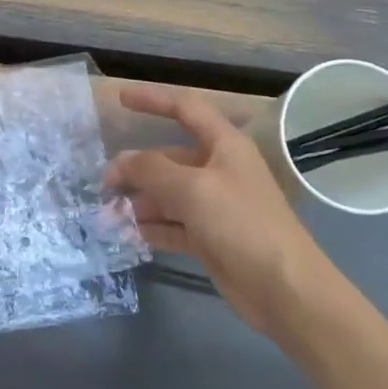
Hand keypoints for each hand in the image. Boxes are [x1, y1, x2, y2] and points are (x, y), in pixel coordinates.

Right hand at [106, 85, 337, 337]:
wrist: (284, 289)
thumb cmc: (242, 224)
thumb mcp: (191, 188)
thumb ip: (150, 169)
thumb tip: (120, 162)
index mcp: (224, 146)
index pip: (186, 110)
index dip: (153, 100)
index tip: (120, 99)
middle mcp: (219, 170)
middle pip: (169, 157)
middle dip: (136, 167)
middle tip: (104, 184)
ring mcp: (215, 206)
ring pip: (168, 194)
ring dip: (139, 201)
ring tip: (108, 214)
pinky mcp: (210, 238)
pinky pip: (173, 225)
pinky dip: (152, 227)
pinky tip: (129, 234)